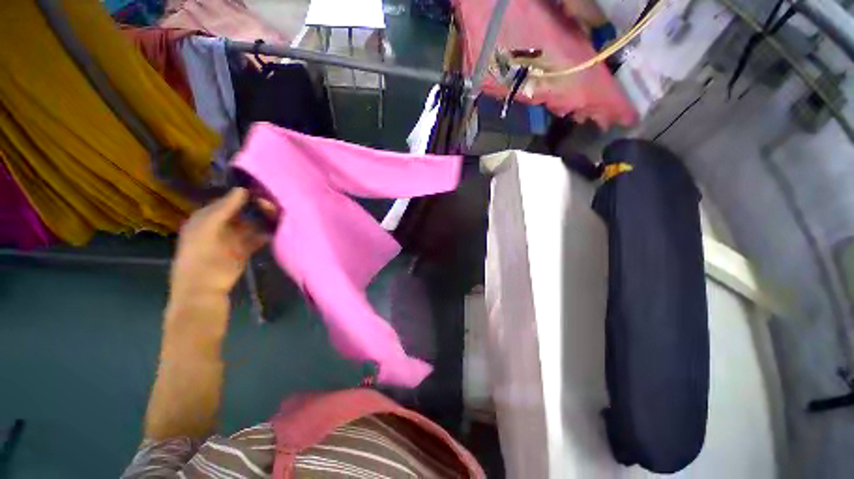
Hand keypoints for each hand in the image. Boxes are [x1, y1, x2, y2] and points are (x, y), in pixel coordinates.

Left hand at [169, 188, 271, 298]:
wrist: (204, 288)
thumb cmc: (201, 257)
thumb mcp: (208, 229)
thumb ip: (224, 209)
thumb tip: (242, 189)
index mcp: (205, 218)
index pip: (226, 201)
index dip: (241, 195)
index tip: (261, 190)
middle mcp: (220, 225)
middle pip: (240, 212)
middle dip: (255, 207)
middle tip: (273, 202)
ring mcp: (232, 238)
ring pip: (250, 224)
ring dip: (263, 219)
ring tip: (279, 213)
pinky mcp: (244, 249)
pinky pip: (257, 237)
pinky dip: (266, 233)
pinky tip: (277, 228)